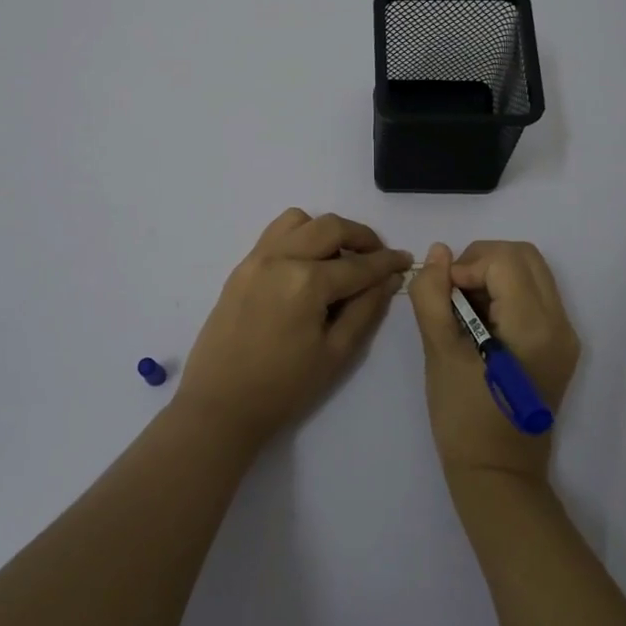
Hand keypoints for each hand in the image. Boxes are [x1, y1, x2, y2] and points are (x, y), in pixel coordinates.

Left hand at [175, 209, 411, 449]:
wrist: (220, 405)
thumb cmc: (283, 388)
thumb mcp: (336, 354)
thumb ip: (366, 310)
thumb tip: (388, 279)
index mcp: (306, 282)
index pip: (358, 264)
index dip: (387, 262)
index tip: (406, 260)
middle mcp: (280, 258)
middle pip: (330, 227)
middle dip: (361, 237)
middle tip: (377, 257)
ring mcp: (256, 259)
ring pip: (299, 221)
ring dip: (326, 231)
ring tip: (338, 259)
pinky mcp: (240, 267)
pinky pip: (275, 234)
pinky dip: (298, 236)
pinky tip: (307, 265)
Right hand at [409, 241, 579, 483]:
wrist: (498, 474)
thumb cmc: (463, 417)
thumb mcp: (439, 352)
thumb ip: (433, 295)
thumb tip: (438, 253)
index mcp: (534, 327)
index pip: (505, 260)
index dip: (467, 265)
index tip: (444, 294)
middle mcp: (560, 324)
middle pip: (524, 256)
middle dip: (483, 260)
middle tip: (453, 292)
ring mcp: (565, 335)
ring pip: (532, 271)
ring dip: (494, 274)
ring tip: (465, 308)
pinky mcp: (560, 345)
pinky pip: (535, 295)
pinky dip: (506, 292)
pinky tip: (482, 322)